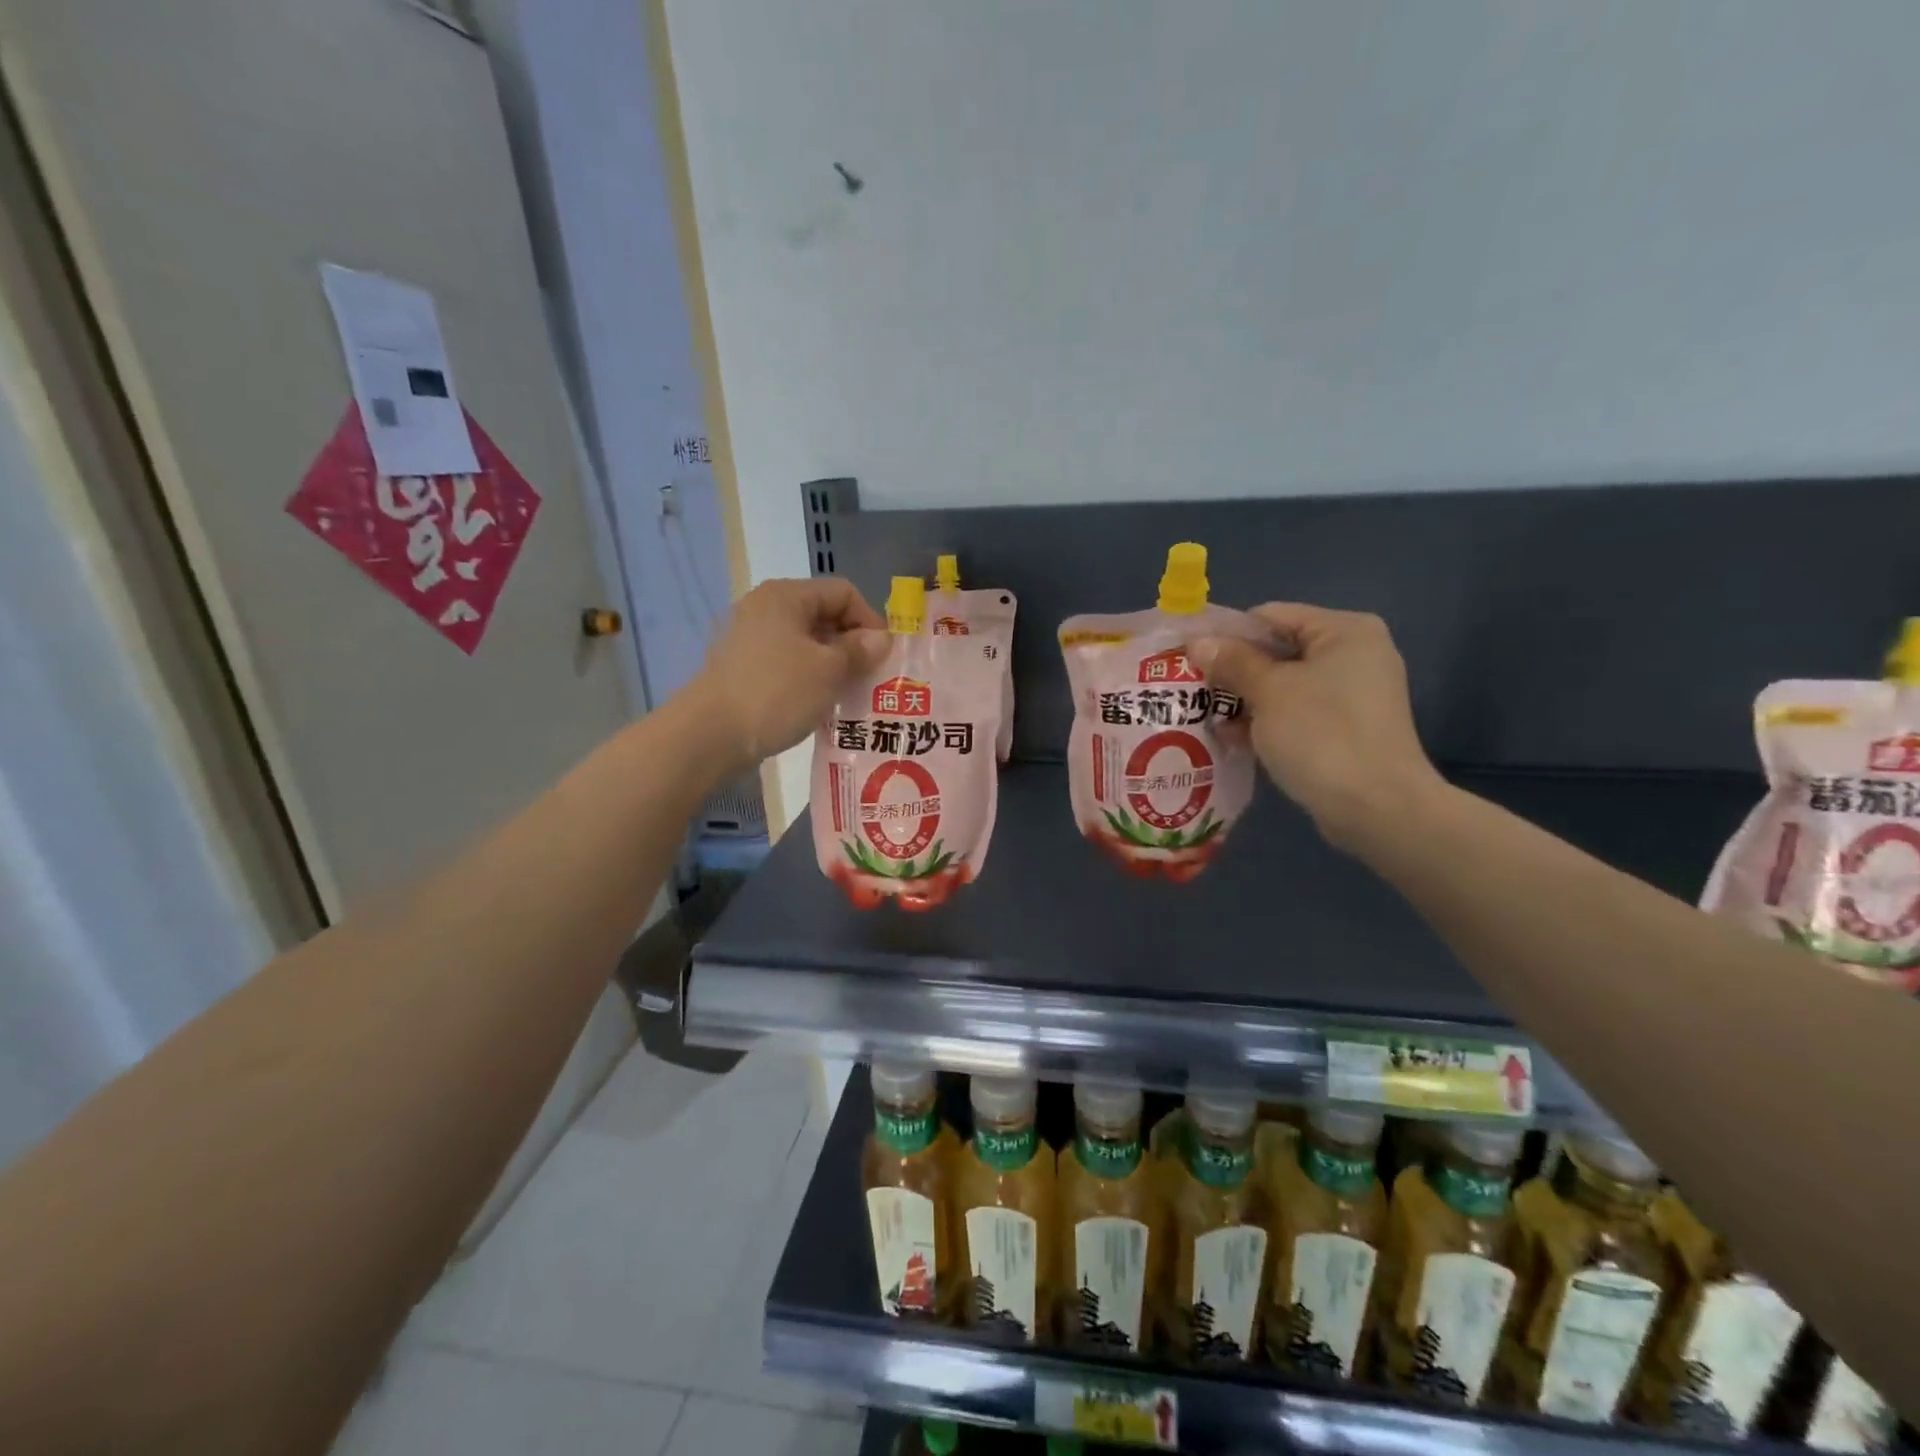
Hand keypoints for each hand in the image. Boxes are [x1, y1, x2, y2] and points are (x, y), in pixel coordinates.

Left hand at [685, 578, 888, 772]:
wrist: (709, 735)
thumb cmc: (776, 693)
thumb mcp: (828, 670)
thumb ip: (859, 650)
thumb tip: (881, 638)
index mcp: (786, 596)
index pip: (843, 593)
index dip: (870, 621)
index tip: (883, 657)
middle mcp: (766, 608)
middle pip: (825, 616)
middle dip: (853, 646)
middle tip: (871, 679)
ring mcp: (751, 639)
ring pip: (807, 644)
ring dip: (833, 666)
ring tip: (850, 695)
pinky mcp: (744, 668)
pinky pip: (788, 664)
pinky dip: (809, 679)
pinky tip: (821, 705)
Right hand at [1192, 604, 1443, 849]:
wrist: (1376, 808)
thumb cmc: (1321, 734)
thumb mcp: (1268, 691)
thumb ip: (1232, 662)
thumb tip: (1198, 642)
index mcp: (1344, 631)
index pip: (1271, 616)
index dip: (1226, 634)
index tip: (1189, 657)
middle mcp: (1355, 654)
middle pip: (1277, 651)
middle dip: (1234, 672)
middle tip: (1193, 691)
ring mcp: (1354, 694)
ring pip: (1284, 685)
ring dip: (1245, 700)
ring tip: (1206, 719)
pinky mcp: (1348, 729)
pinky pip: (1297, 713)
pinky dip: (1267, 722)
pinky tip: (1234, 740)